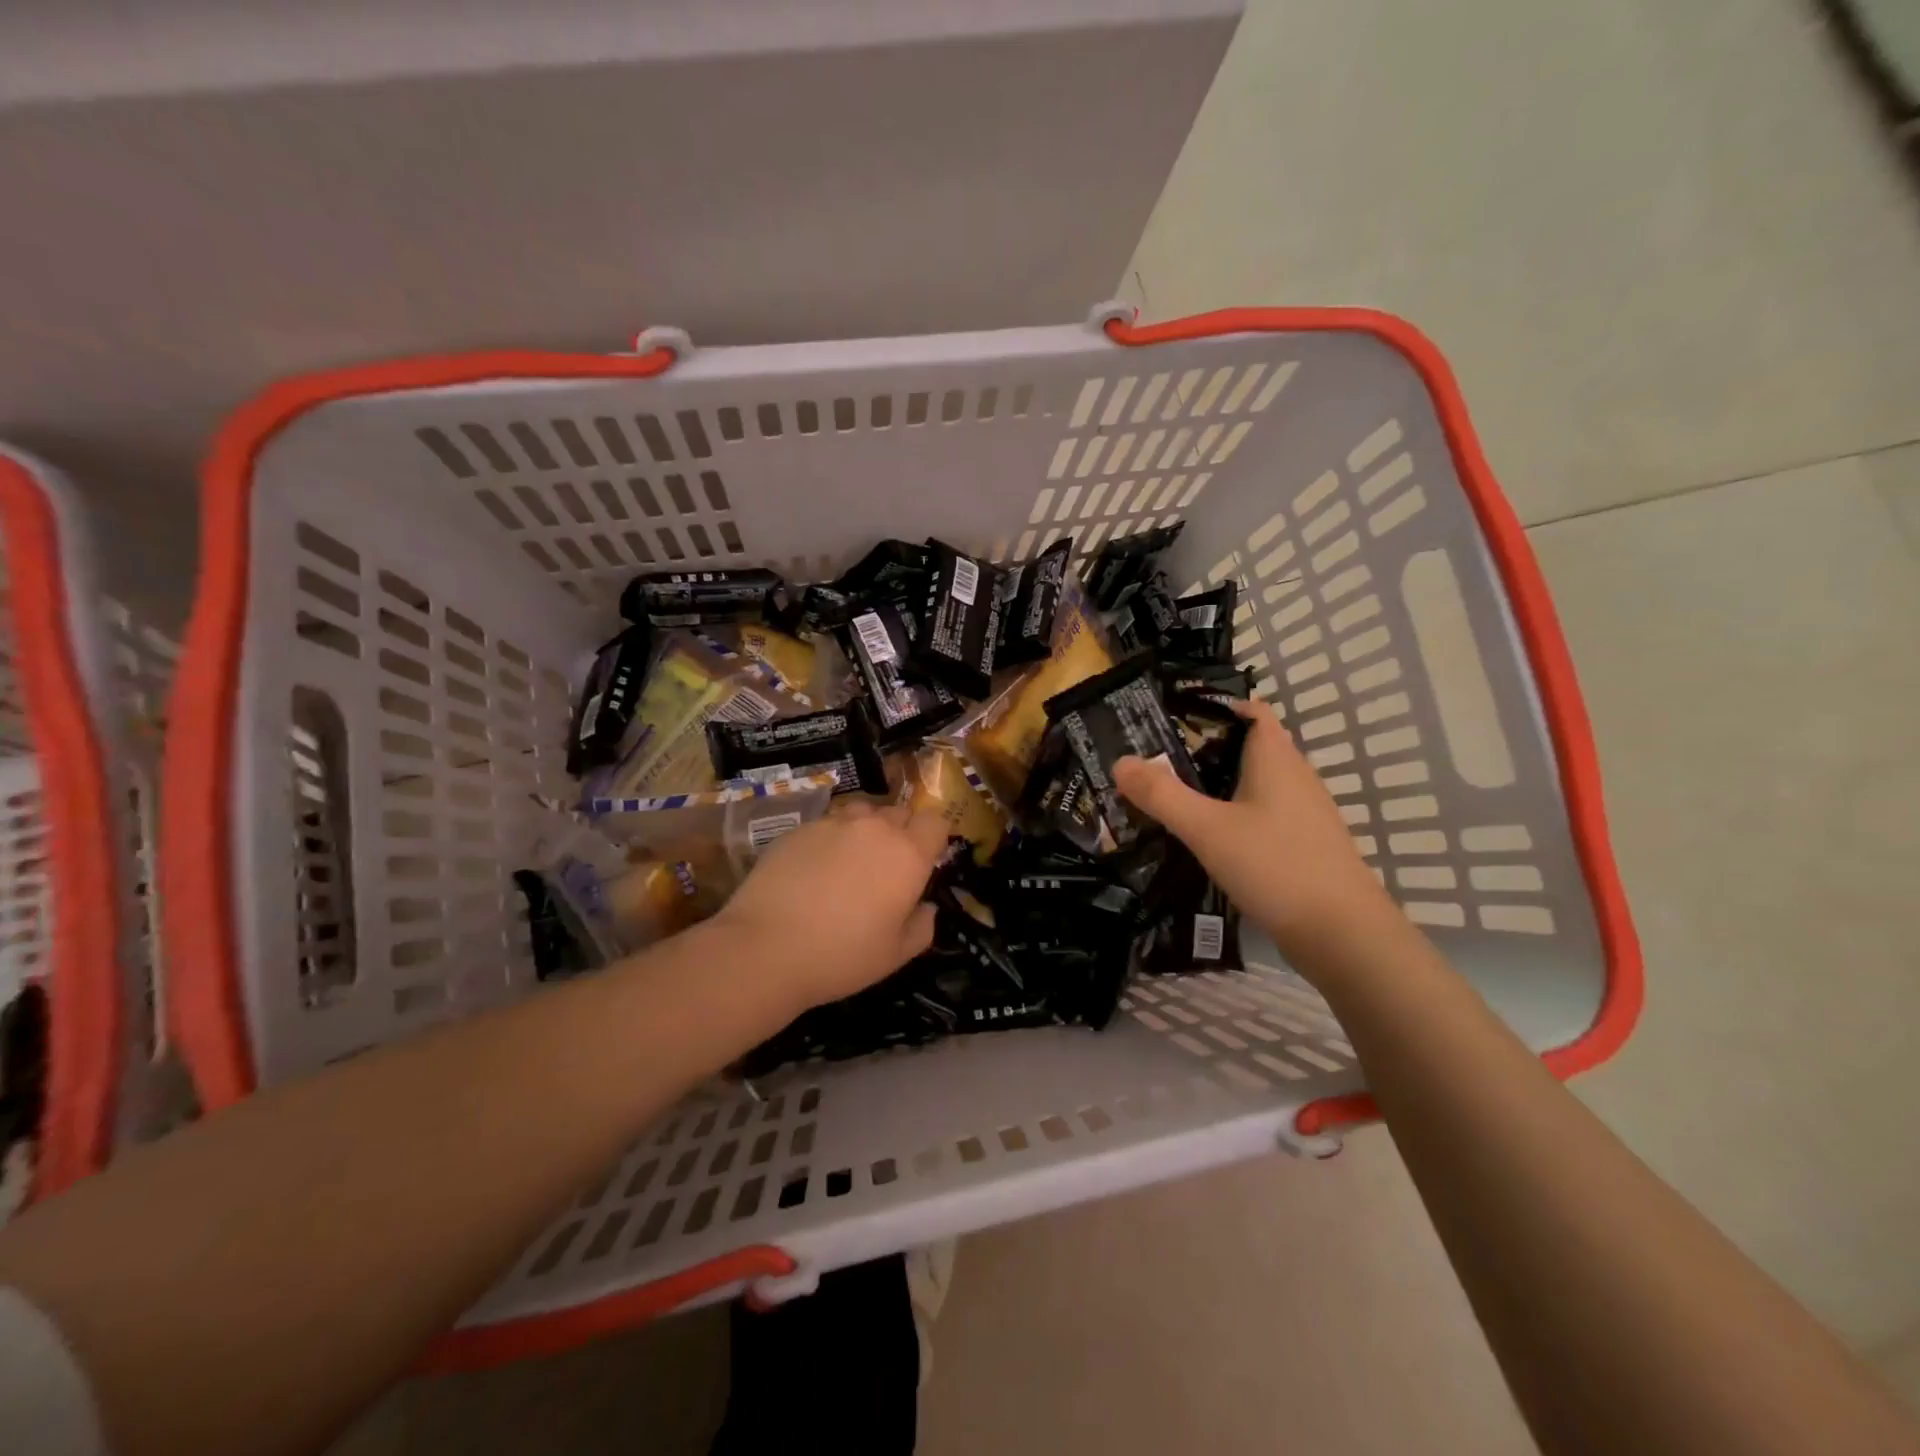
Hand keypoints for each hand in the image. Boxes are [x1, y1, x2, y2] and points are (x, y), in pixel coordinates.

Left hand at [714, 799, 948, 1013]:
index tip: (923, 863)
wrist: (765, 948)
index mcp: (907, 854)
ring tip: (850, 863)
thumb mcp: (895, 955)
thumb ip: (922, 926)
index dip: (933, 839)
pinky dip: (830, 840)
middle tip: (886, 869)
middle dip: (900, 833)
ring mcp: (833, 823)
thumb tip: (926, 908)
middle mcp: (874, 828)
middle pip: (899, 813)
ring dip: (865, 830)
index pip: (935, 822)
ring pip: (861, 813)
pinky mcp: (799, 828)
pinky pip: (827, 824)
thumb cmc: (842, 956)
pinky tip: (813, 871)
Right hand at [1114, 700, 1395, 959]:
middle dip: (1202, 749)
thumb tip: (1119, 761)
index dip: (1212, 707)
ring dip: (1215, 785)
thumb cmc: (1275, 866)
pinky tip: (1205, 836)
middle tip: (1154, 760)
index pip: (1250, 710)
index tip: (1168, 719)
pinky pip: (1260, 813)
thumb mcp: (1207, 829)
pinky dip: (1231, 814)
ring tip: (1170, 795)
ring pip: (1252, 783)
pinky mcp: (1302, 844)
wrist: (1342, 935)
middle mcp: (1294, 776)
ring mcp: (1302, 813)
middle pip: (1247, 746)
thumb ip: (1161, 795)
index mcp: (1276, 758)